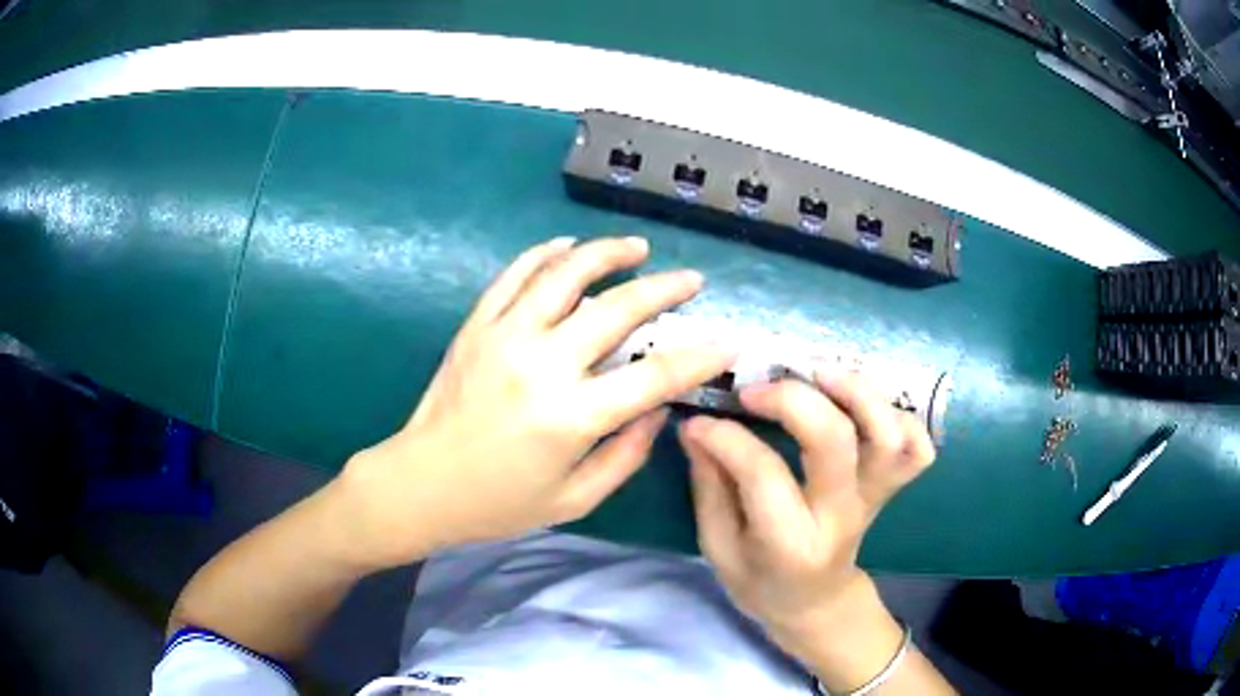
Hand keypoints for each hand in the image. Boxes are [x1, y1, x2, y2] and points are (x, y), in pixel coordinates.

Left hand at [332, 236, 735, 570]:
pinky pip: (514, 276)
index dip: (700, 357)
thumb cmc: (498, 504)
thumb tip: (657, 408)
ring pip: (564, 275)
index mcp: (570, 418)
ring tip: (637, 247)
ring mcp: (503, 337)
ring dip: (607, 253)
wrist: (420, 485)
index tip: (729, 342)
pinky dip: (544, 254)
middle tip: (692, 280)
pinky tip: (569, 246)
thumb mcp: (573, 500)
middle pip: (617, 310)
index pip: (654, 376)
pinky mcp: (476, 326)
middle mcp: (540, 366)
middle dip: (664, 290)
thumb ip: (626, 454)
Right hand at [679, 373, 934, 678]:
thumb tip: (696, 426)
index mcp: (790, 543)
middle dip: (793, 399)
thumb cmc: (760, 581)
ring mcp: (873, 499)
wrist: (816, 602)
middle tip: (756, 390)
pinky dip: (904, 417)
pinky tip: (865, 405)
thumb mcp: (719, 547)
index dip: (727, 437)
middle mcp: (840, 516)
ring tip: (818, 374)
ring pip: (888, 435)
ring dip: (858, 392)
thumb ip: (710, 486)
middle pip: (835, 440)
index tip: (699, 422)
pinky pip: (919, 449)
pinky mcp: (890, 488)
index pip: (763, 473)